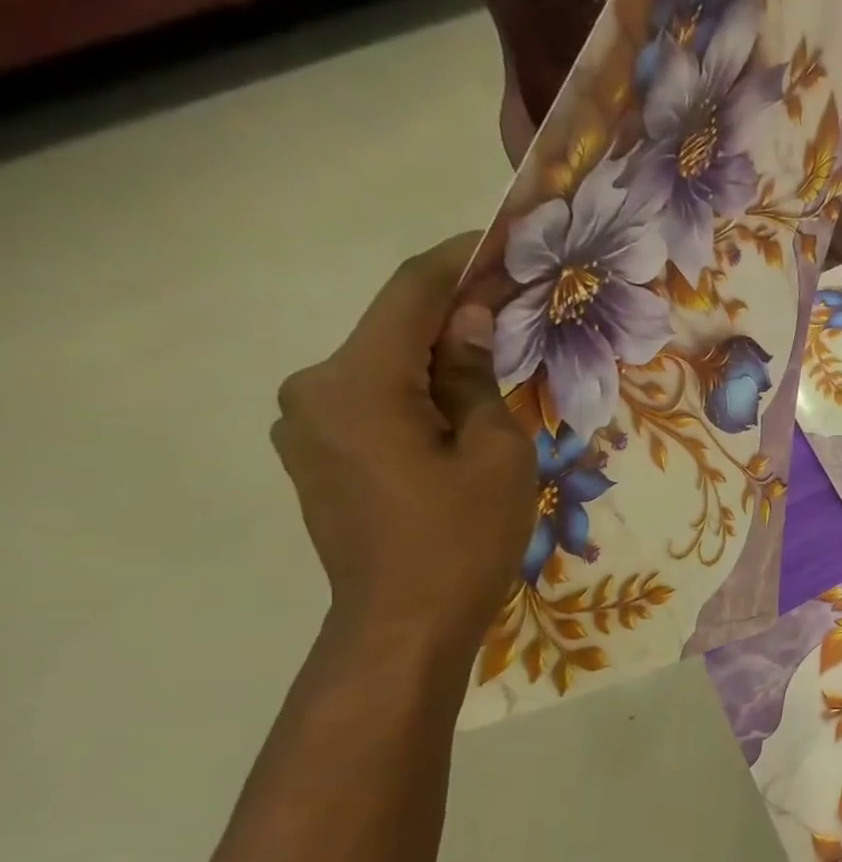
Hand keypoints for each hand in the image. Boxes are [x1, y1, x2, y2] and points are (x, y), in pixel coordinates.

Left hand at [272, 235, 534, 657]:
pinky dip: (417, 394)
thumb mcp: (495, 451)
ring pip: (383, 369)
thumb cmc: (463, 537)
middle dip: (455, 316)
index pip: (409, 295)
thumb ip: (475, 374)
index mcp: (356, 382)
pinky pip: (372, 403)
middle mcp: (312, 390)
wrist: (405, 623)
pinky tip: (459, 411)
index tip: (500, 239)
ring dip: (437, 359)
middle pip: (392, 331)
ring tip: (497, 365)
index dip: (457, 260)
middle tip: (516, 310)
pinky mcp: (316, 455)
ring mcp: (305, 426)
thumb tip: (470, 319)